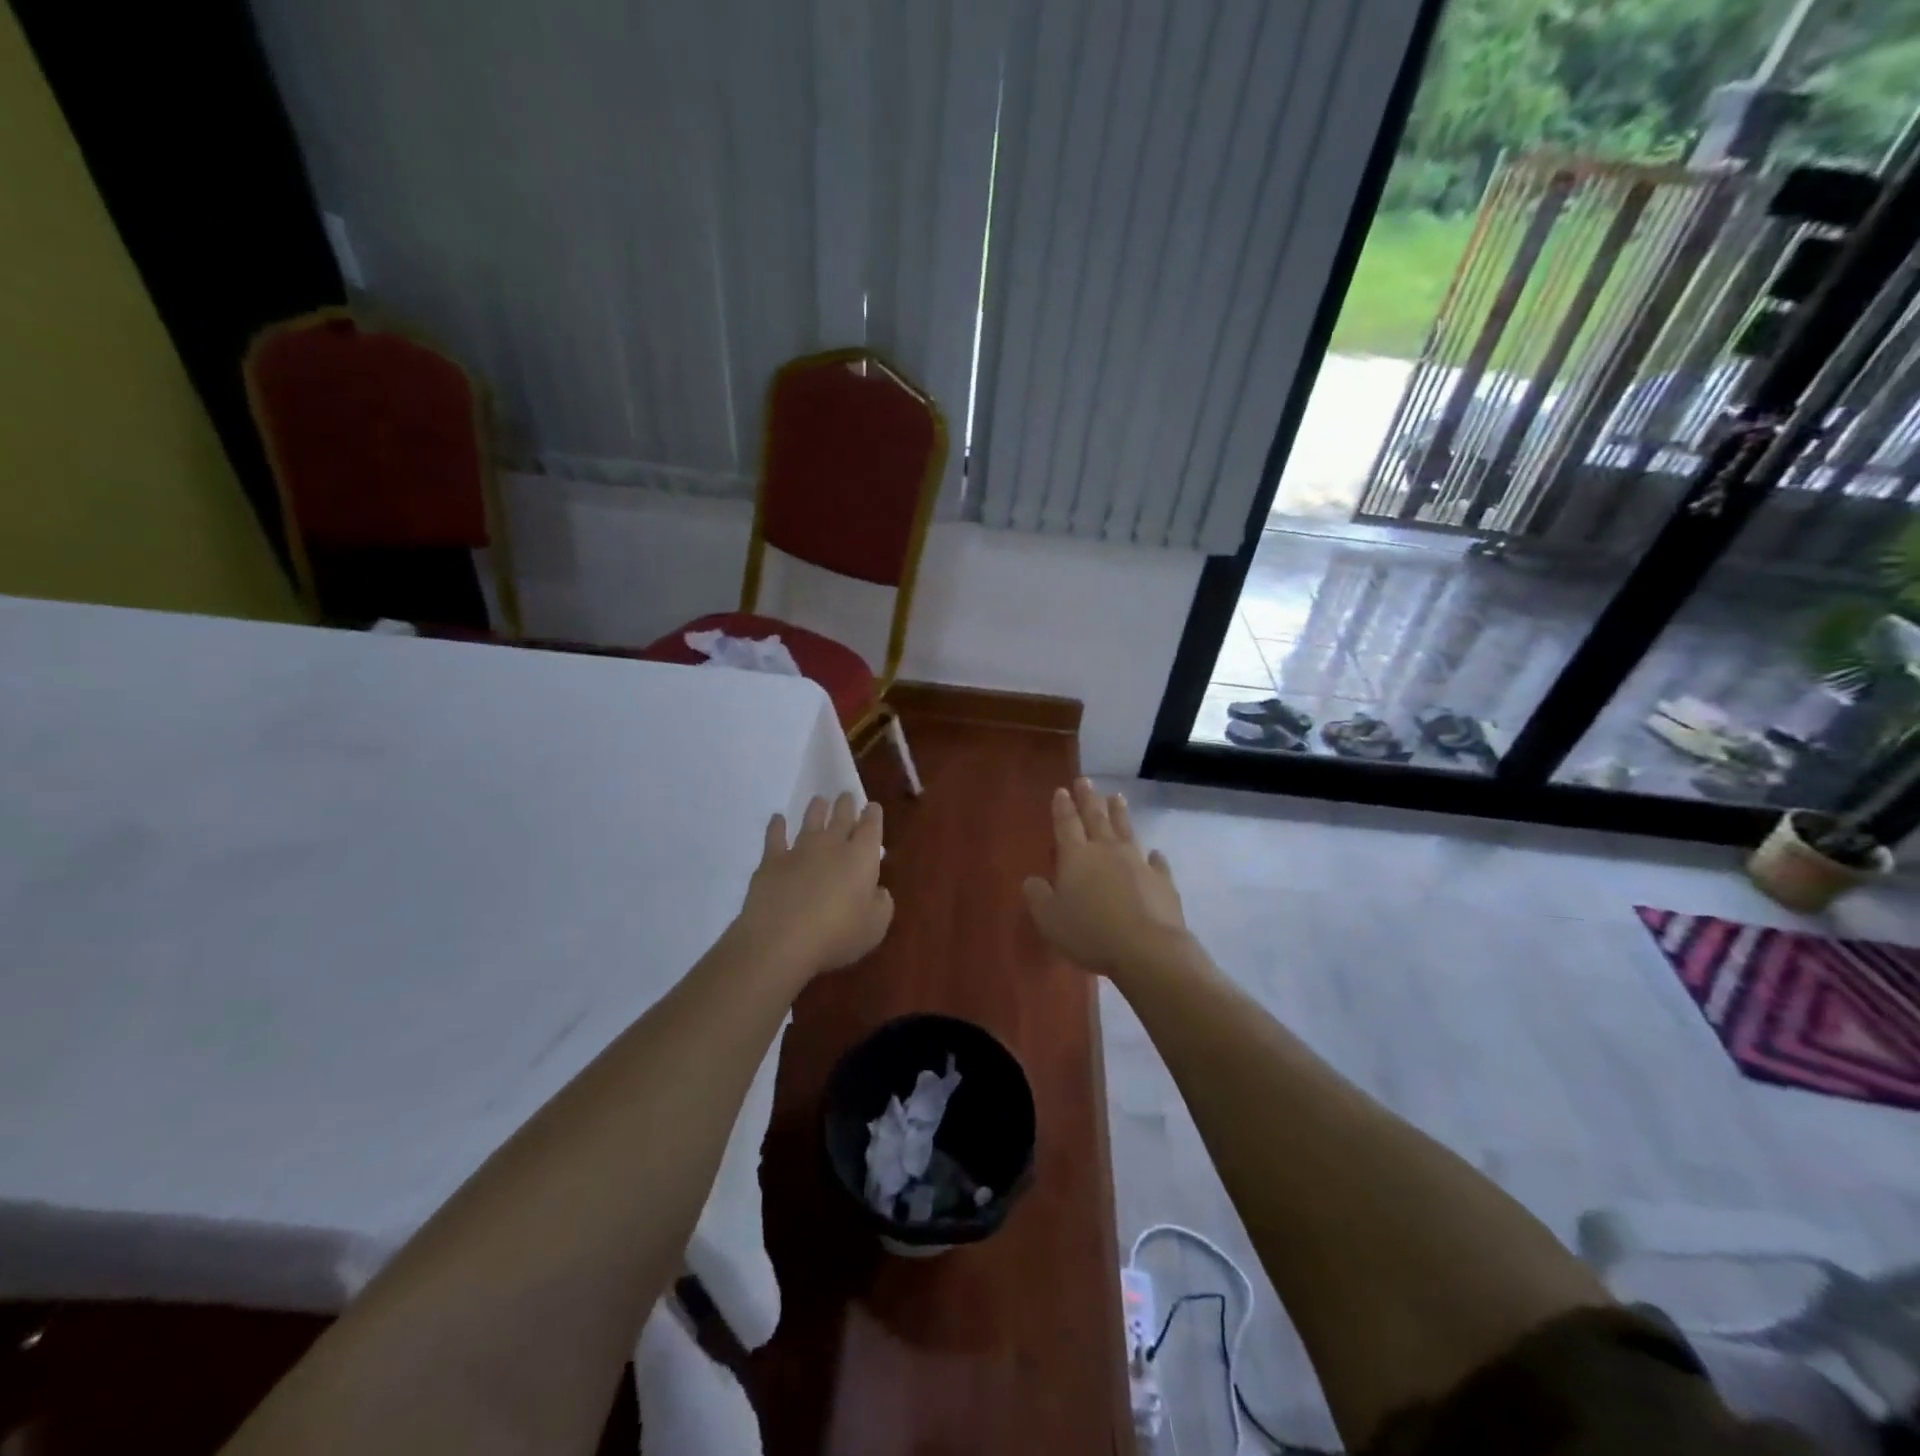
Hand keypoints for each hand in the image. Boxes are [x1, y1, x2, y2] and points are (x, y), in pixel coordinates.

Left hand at [735, 793, 892, 980]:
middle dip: (846, 805)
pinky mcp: (771, 862)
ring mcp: (799, 851)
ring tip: (819, 800)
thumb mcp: (875, 927)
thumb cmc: (837, 935)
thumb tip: (879, 891)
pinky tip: (777, 819)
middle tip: (846, 795)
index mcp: (861, 857)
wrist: (781, 940)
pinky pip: (774, 837)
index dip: (873, 815)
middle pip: (841, 818)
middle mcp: (832, 846)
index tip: (872, 806)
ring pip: (810, 821)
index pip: (871, 828)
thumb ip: (881, 905)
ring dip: (816, 809)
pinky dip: (776, 826)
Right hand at [1023, 779, 1187, 977]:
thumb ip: (1038, 896)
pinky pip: (1157, 862)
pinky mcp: (1162, 881)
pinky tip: (1155, 853)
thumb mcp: (1049, 919)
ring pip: (1126, 831)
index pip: (1066, 824)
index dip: (1062, 807)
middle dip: (1089, 799)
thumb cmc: (1090, 932)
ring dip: (1120, 814)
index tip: (1062, 790)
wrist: (1147, 948)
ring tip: (1117, 797)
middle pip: (1096, 818)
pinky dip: (1154, 856)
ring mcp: (1137, 863)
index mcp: (1076, 856)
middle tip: (1085, 780)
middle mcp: (1106, 851)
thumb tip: (1032, 880)